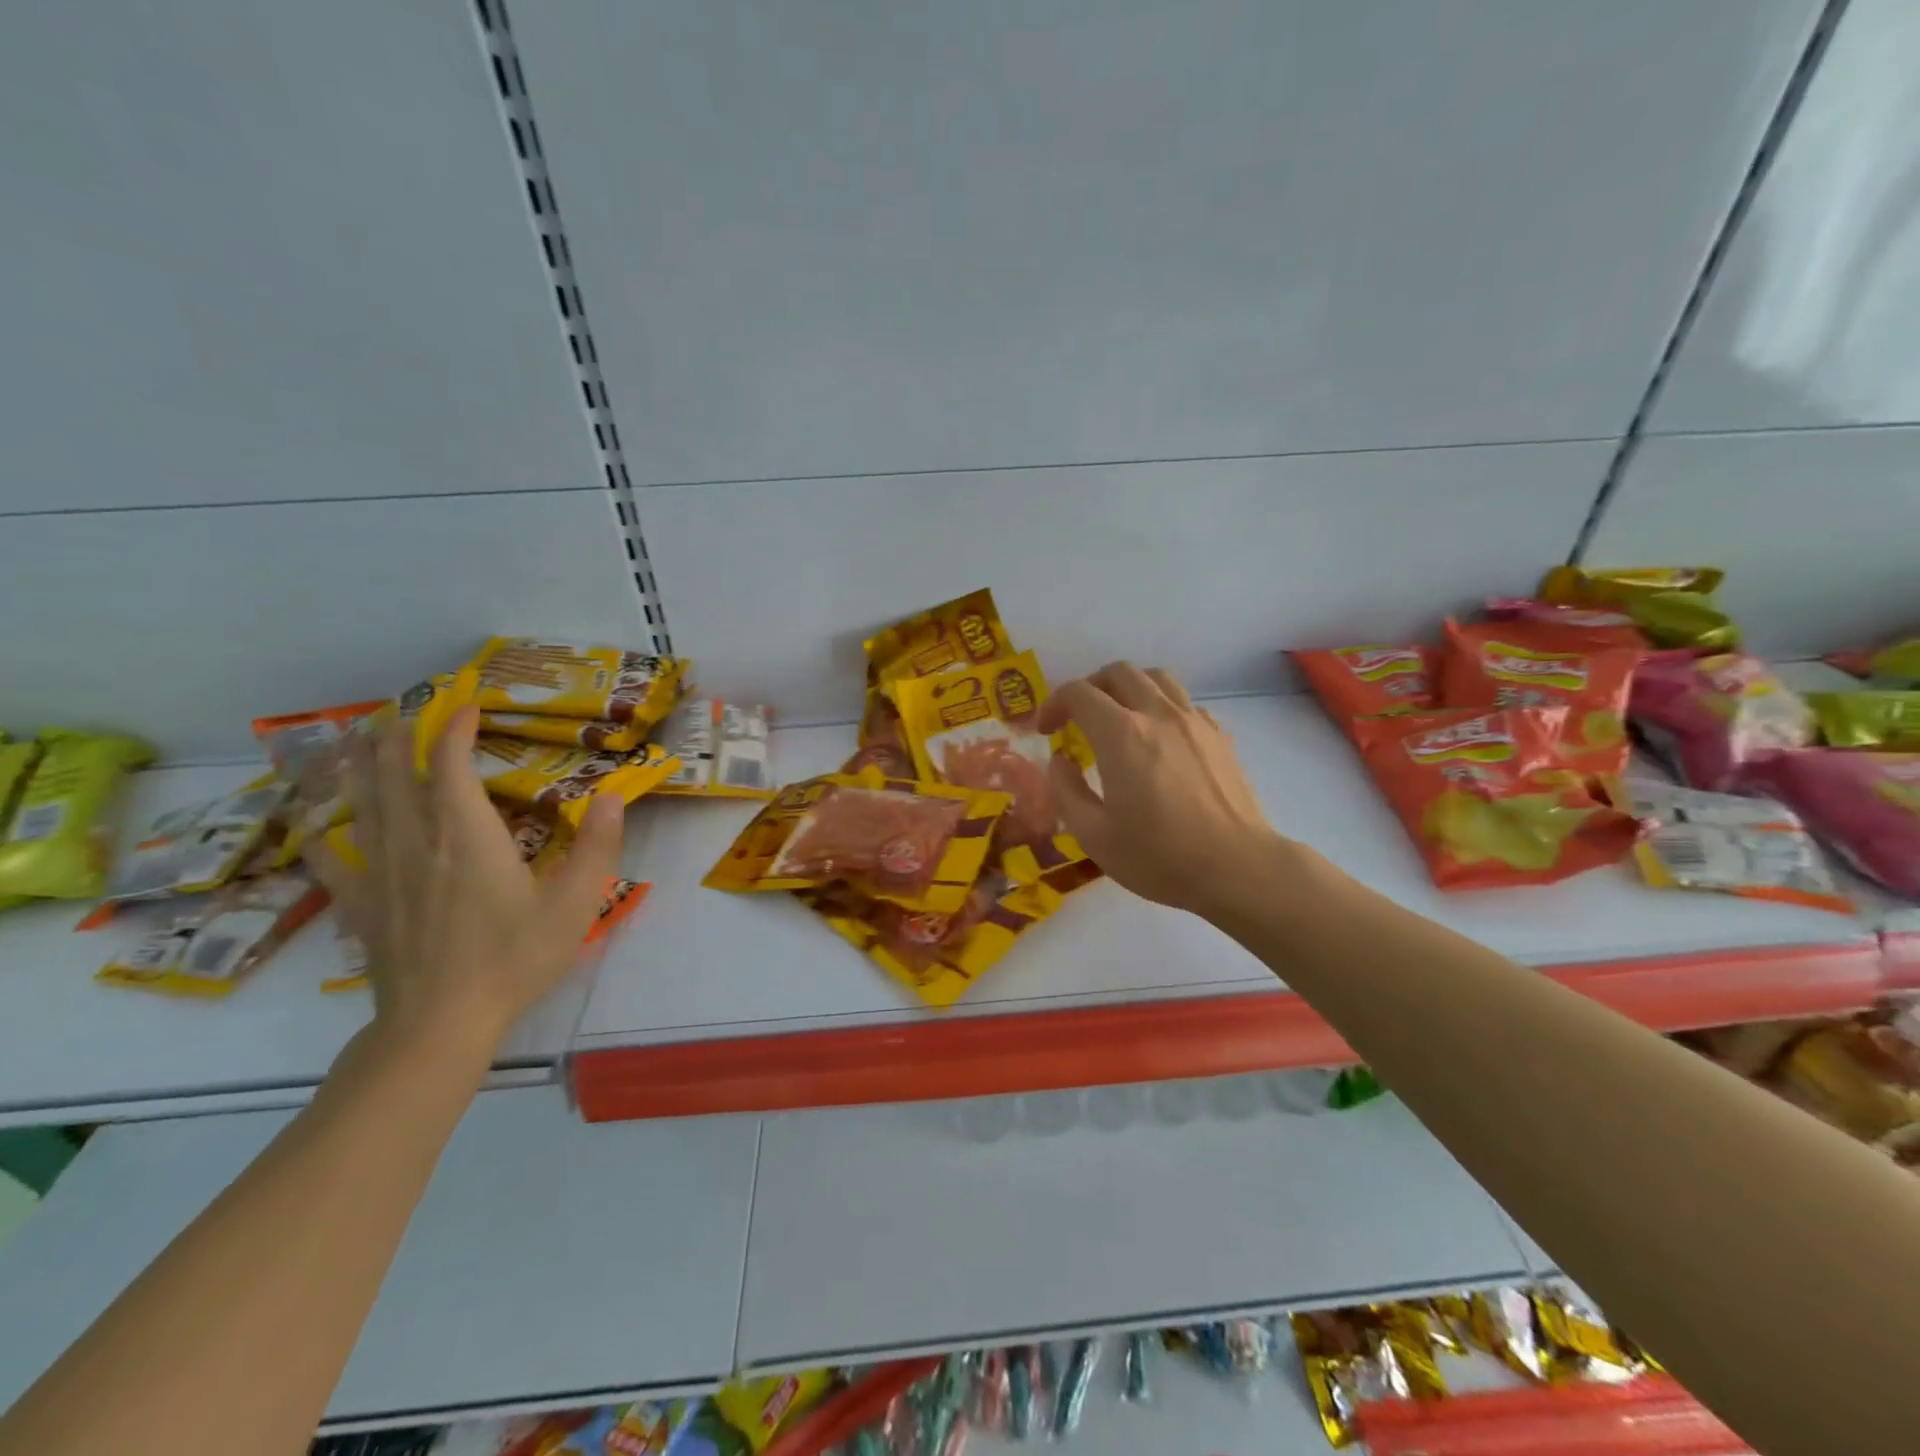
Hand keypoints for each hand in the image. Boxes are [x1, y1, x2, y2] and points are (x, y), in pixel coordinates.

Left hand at [308, 704, 624, 1054]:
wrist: (440, 1024)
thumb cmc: (514, 957)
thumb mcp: (575, 902)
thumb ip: (598, 845)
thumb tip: (613, 795)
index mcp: (467, 836)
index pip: (453, 766)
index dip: (457, 730)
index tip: (468, 705)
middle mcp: (417, 842)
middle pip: (396, 776)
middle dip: (398, 738)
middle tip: (399, 710)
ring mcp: (381, 874)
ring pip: (363, 808)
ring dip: (360, 770)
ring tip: (354, 744)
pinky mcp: (361, 908)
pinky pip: (333, 862)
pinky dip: (325, 837)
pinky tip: (317, 831)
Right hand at [1037, 663, 1284, 917]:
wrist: (1237, 868)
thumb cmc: (1158, 856)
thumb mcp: (1093, 835)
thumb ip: (1066, 790)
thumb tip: (1061, 760)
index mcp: (1121, 734)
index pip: (1079, 693)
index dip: (1054, 704)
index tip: (1046, 730)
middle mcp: (1158, 714)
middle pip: (1119, 672)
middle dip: (1090, 687)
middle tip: (1078, 718)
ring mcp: (1194, 721)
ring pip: (1157, 678)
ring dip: (1128, 688)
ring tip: (1118, 717)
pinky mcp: (1219, 736)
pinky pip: (1184, 702)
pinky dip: (1161, 707)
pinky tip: (1158, 739)